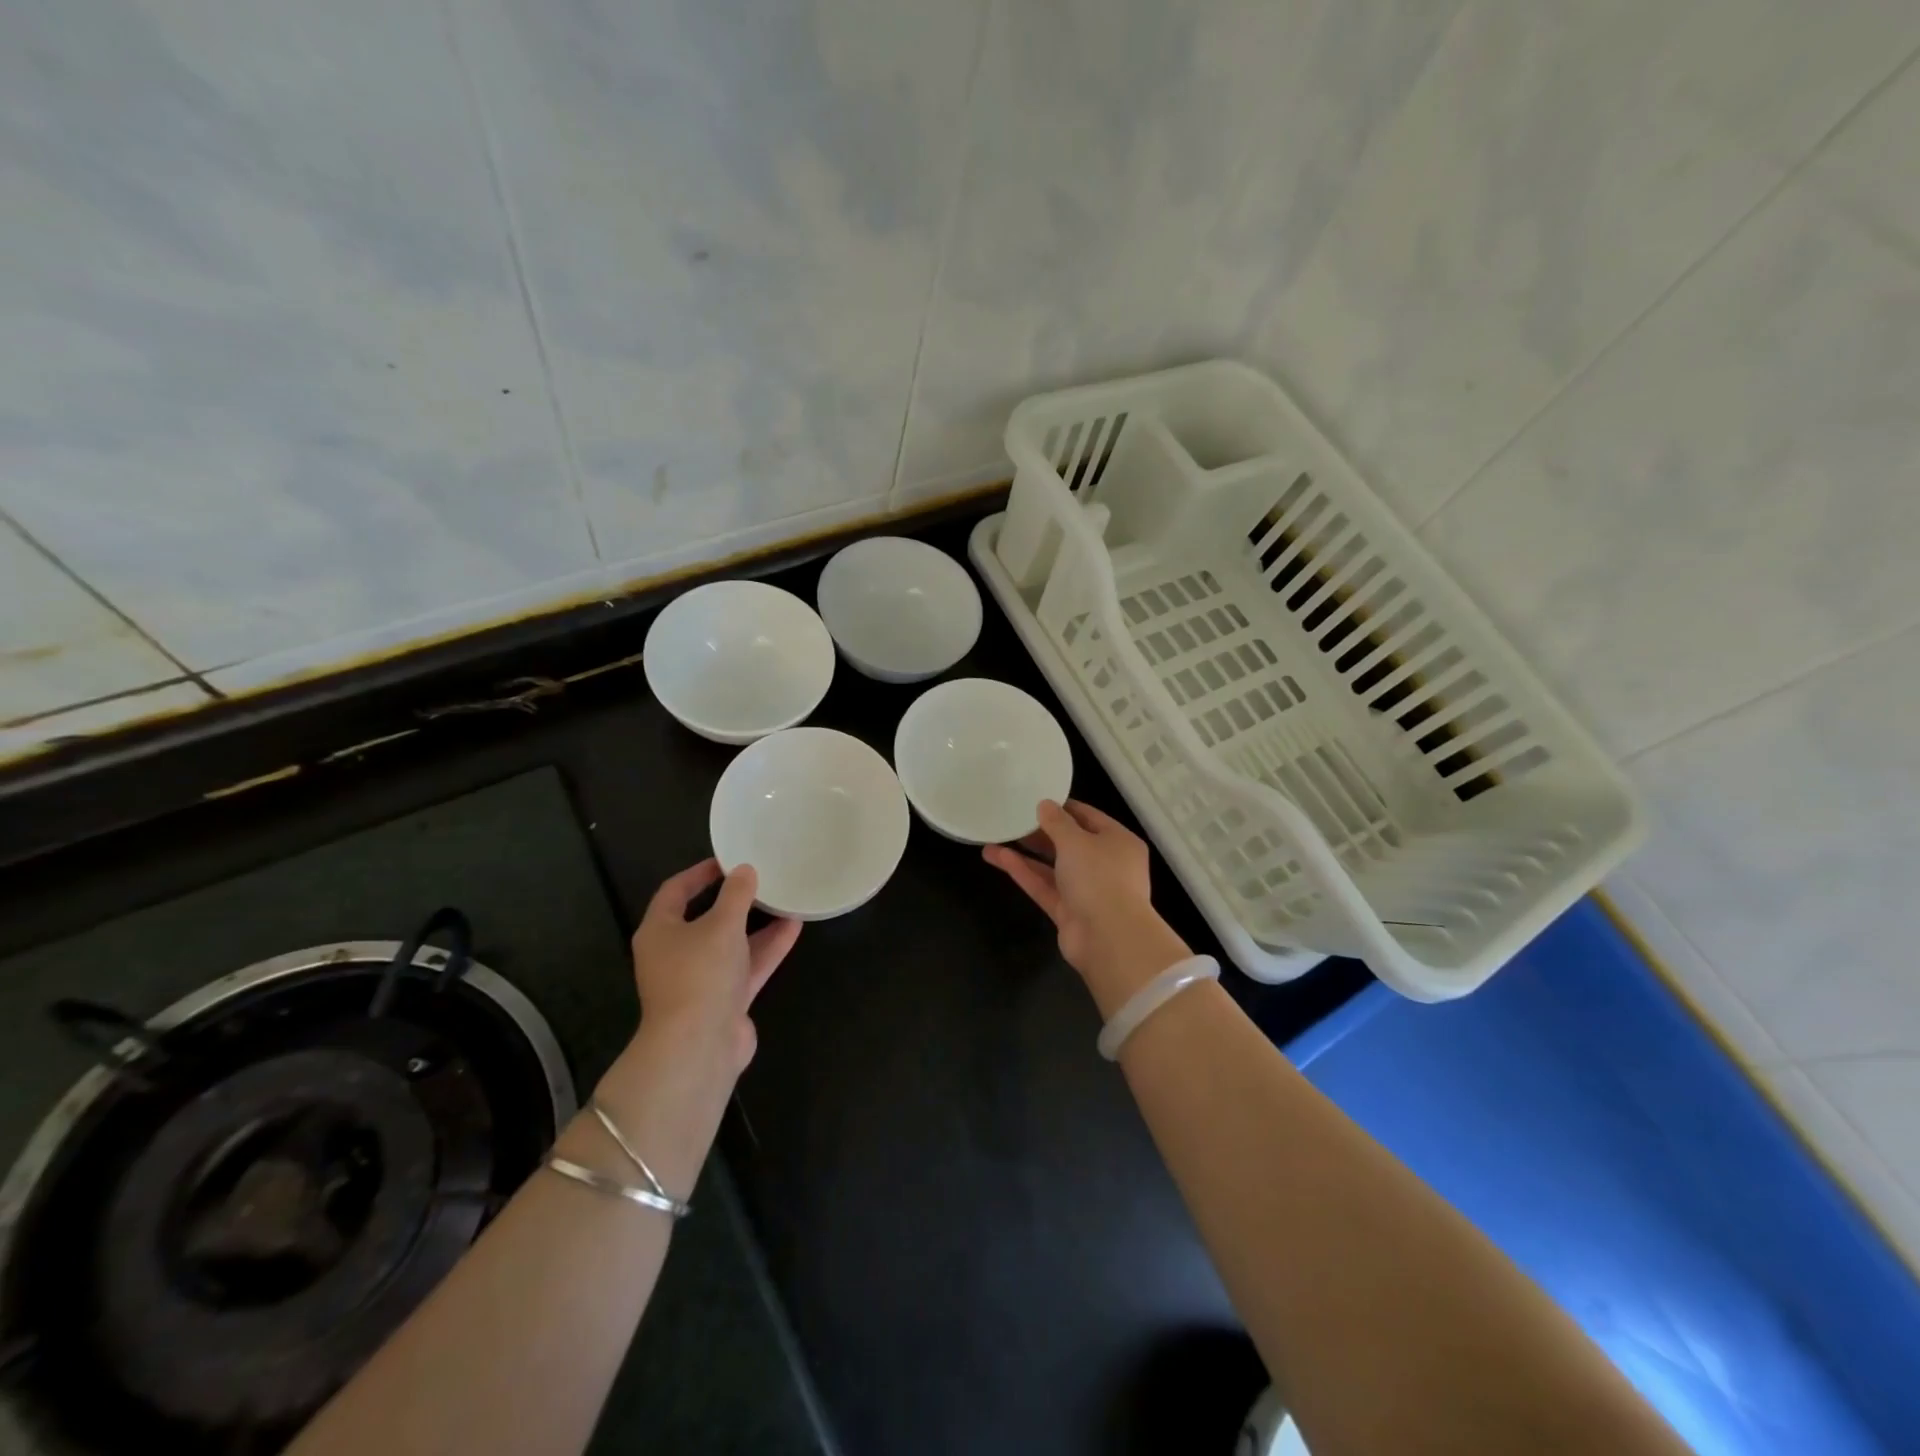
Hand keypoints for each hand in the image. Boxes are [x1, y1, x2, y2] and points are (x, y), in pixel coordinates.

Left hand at [629, 859, 800, 1074]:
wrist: (699, 1047)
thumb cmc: (700, 974)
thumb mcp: (721, 925)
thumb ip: (736, 895)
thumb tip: (745, 871)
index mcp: (660, 931)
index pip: (675, 891)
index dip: (700, 873)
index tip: (729, 859)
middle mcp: (676, 954)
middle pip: (706, 918)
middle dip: (734, 900)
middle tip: (761, 878)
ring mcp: (701, 980)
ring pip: (731, 943)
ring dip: (757, 924)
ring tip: (785, 898)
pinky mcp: (725, 1001)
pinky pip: (748, 966)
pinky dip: (768, 948)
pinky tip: (794, 927)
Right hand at [983, 800, 1191, 1017]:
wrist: (1109, 939)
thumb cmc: (1100, 877)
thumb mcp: (1076, 841)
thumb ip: (1057, 822)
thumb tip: (1045, 805)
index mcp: (1118, 841)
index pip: (1088, 817)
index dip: (1062, 807)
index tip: (1035, 798)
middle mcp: (1105, 864)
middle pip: (1069, 843)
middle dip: (1040, 831)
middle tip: (1011, 818)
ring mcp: (1086, 890)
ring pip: (1052, 866)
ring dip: (1026, 853)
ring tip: (994, 837)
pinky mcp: (1068, 912)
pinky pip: (1044, 886)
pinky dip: (1024, 872)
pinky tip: (998, 857)